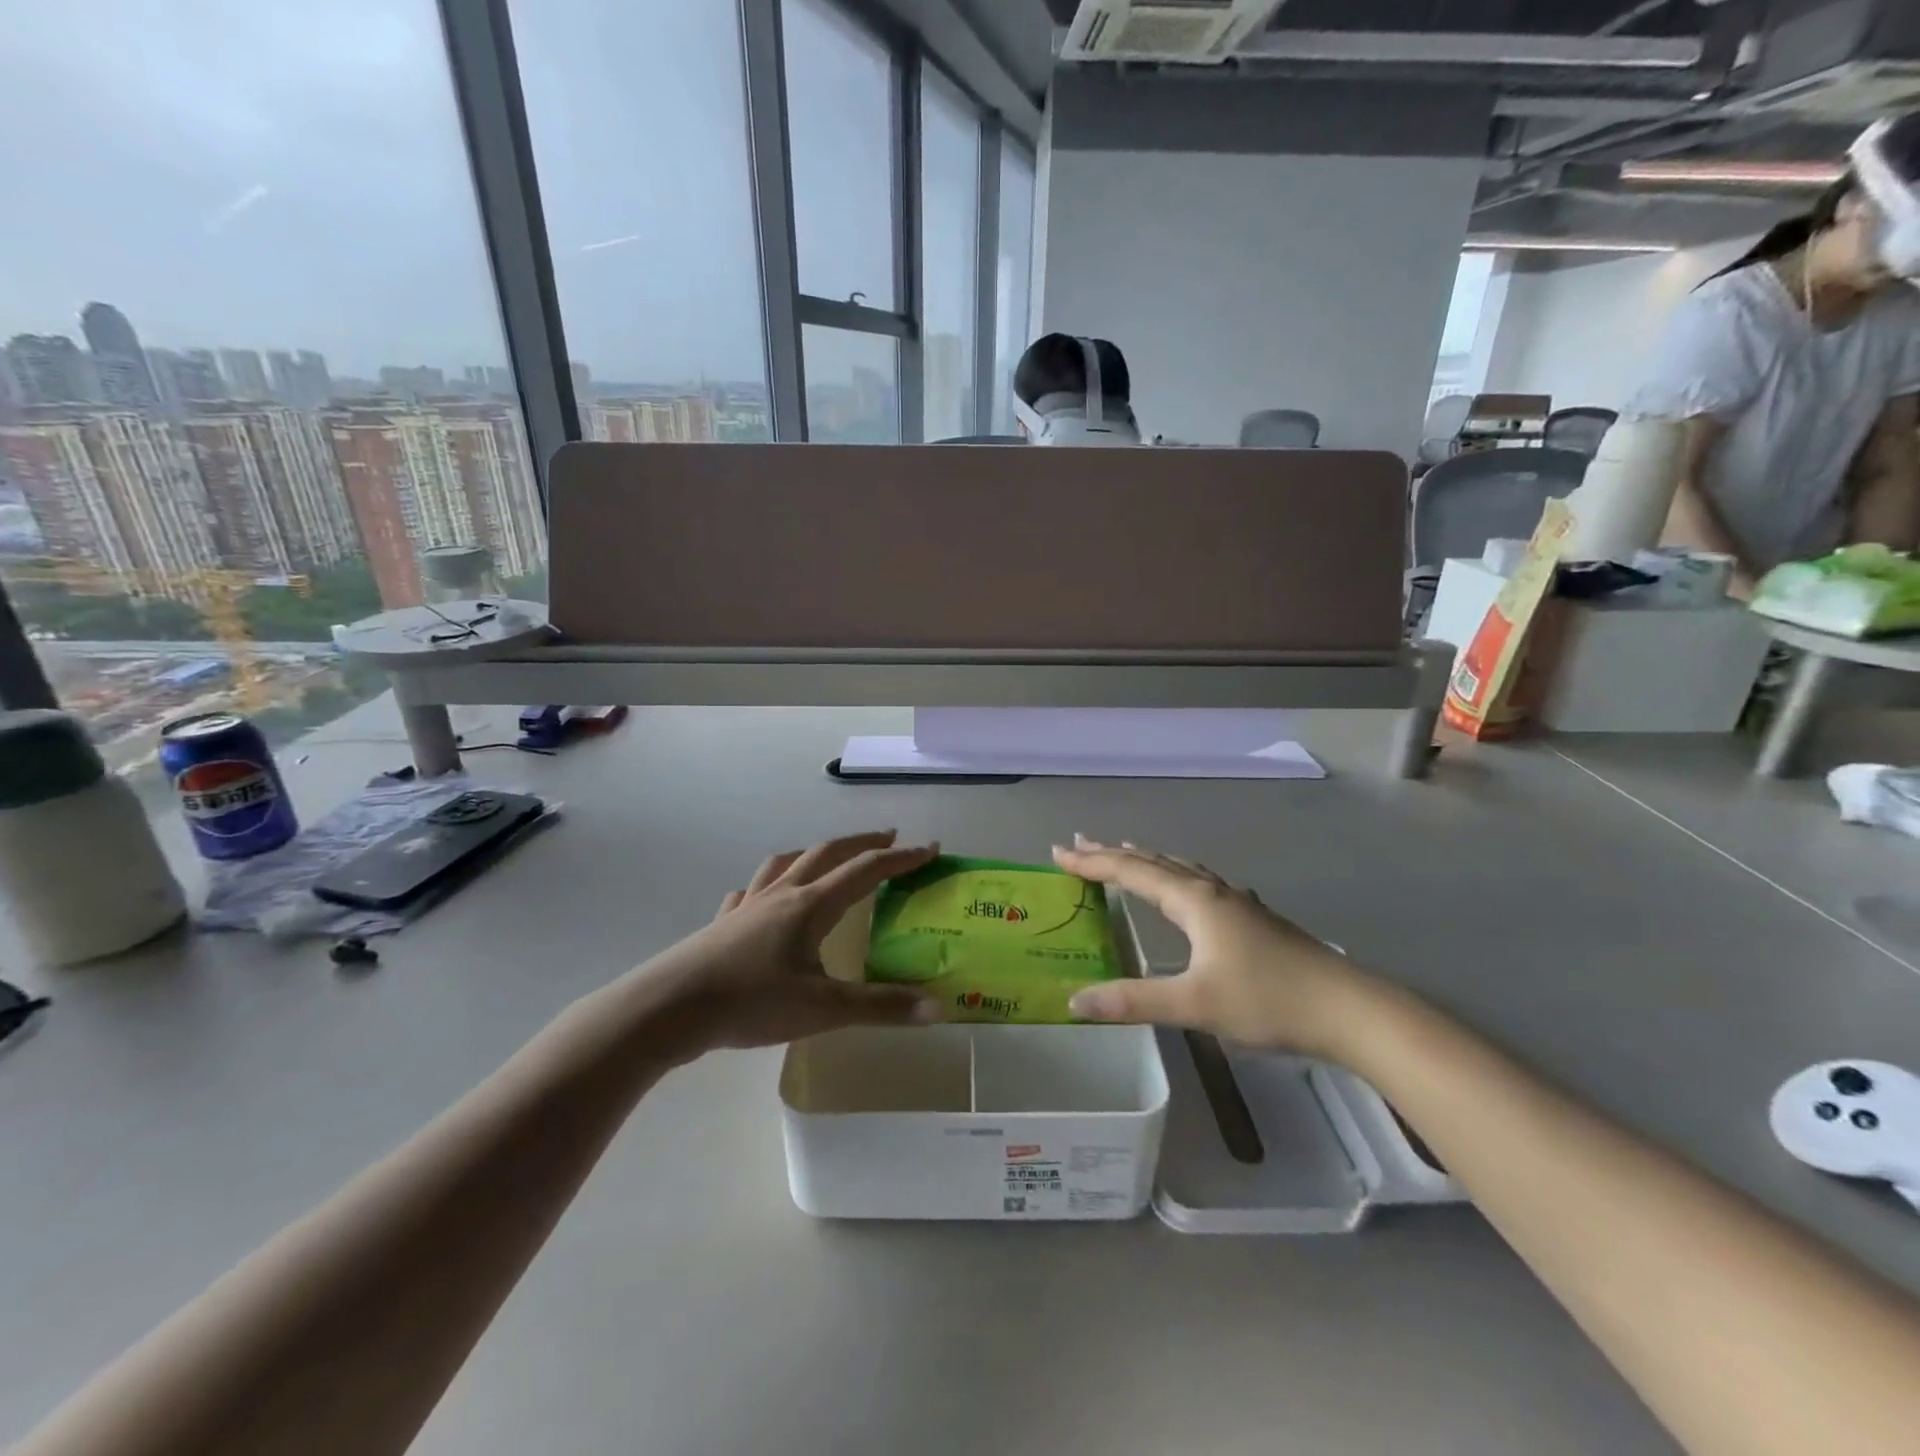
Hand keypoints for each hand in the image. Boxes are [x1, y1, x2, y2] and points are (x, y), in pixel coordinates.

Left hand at [641, 830, 942, 1056]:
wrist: (670, 1007)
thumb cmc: (751, 1002)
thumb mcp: (823, 1009)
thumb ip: (881, 1007)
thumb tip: (937, 1007)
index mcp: (811, 905)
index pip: (867, 870)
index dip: (902, 858)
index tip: (930, 848)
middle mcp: (782, 894)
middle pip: (827, 853)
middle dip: (862, 843)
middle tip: (888, 838)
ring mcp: (747, 905)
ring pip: (785, 864)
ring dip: (813, 853)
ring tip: (826, 857)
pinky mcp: (721, 923)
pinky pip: (748, 892)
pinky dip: (764, 886)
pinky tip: (759, 899)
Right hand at [1053, 836, 1374, 1058]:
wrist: (1348, 1009)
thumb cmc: (1267, 1000)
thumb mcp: (1194, 1004)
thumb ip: (1133, 1000)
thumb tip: (1075, 1000)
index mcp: (1193, 901)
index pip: (1131, 872)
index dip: (1092, 862)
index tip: (1058, 853)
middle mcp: (1211, 891)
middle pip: (1153, 862)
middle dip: (1113, 853)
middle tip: (1079, 843)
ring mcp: (1236, 903)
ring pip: (1180, 869)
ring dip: (1145, 860)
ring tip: (1125, 851)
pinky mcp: (1252, 919)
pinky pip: (1199, 882)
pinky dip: (1174, 875)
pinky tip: (1186, 889)